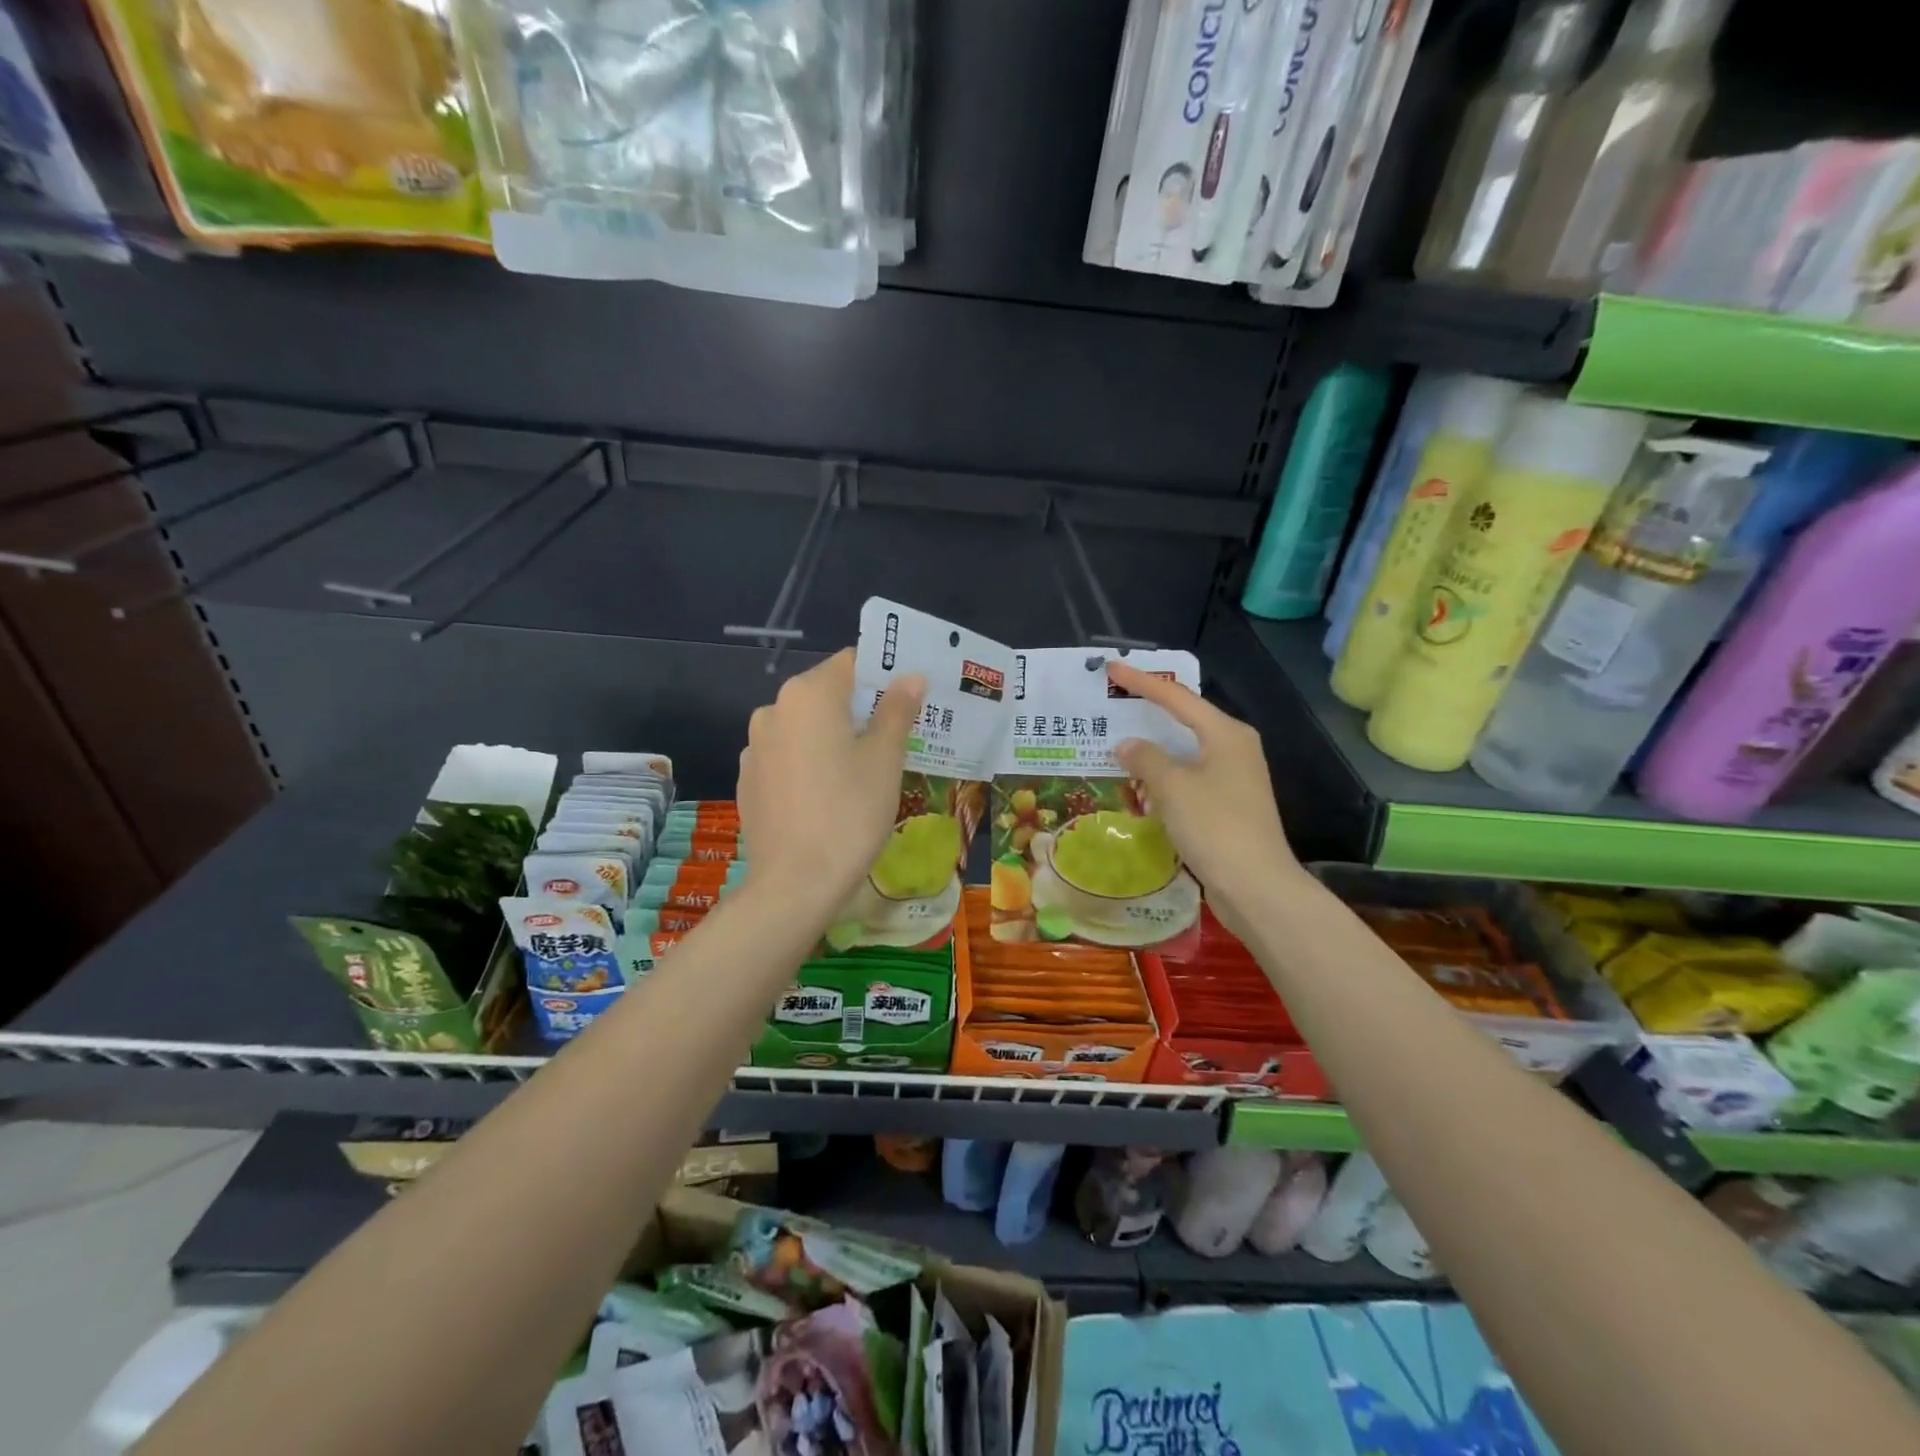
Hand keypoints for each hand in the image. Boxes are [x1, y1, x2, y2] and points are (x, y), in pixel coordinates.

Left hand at [738, 650, 924, 919]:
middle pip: (827, 694)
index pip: (852, 663)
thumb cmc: (850, 814)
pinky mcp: (748, 780)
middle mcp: (774, 710)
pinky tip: (827, 796)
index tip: (909, 700)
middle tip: (895, 739)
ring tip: (862, 773)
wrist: (795, 884)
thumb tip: (910, 677)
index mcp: (808, 695)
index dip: (884, 676)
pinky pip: (787, 756)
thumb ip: (896, 710)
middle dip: (861, 710)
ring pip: (805, 728)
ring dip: (833, 737)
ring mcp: (755, 746)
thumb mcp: (884, 760)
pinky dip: (809, 763)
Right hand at [1107, 660, 1304, 940]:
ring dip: (1152, 752)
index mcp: (1225, 734)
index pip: (1177, 697)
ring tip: (1116, 745)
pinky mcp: (1227, 807)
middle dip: (1148, 714)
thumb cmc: (1215, 827)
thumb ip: (1146, 759)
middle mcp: (1233, 749)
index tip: (1112, 668)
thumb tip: (1127, 745)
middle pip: (1184, 721)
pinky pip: (1187, 780)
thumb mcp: (1173, 787)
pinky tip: (1139, 787)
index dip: (1142, 682)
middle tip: (1113, 704)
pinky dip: (1162, 779)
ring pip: (1184, 754)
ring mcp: (1233, 779)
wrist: (1256, 887)